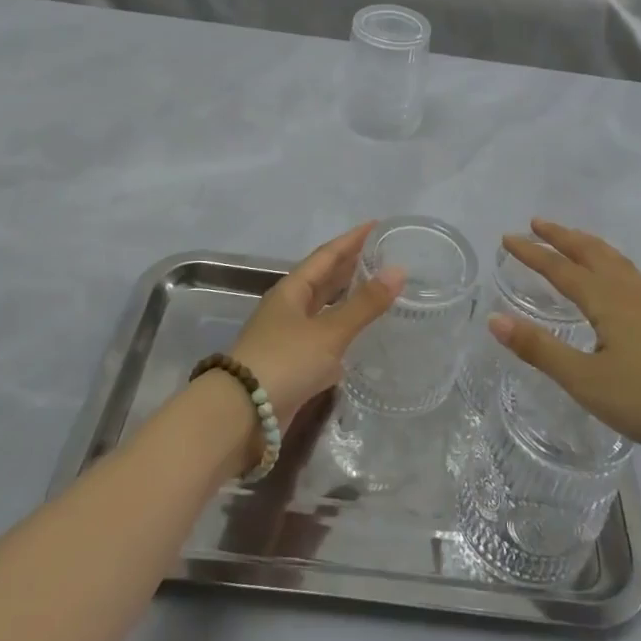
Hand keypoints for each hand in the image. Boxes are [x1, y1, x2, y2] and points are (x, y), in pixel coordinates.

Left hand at [230, 223, 402, 420]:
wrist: (241, 415)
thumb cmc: (284, 361)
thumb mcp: (329, 331)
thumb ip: (364, 304)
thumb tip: (399, 270)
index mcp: (291, 290)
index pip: (326, 255)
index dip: (351, 239)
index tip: (376, 225)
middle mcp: (288, 309)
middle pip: (323, 280)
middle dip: (350, 266)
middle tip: (382, 254)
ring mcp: (288, 338)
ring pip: (323, 309)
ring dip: (347, 299)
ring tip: (377, 289)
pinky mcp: (292, 366)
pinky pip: (323, 339)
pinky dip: (343, 332)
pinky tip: (360, 337)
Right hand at [493, 219, 640, 463]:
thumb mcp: (583, 380)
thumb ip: (538, 349)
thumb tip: (494, 319)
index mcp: (606, 301)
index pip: (561, 269)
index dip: (532, 253)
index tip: (507, 238)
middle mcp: (627, 292)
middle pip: (590, 252)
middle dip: (562, 236)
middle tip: (536, 224)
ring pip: (614, 259)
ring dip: (587, 244)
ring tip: (572, 238)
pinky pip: (628, 272)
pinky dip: (609, 260)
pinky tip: (614, 275)